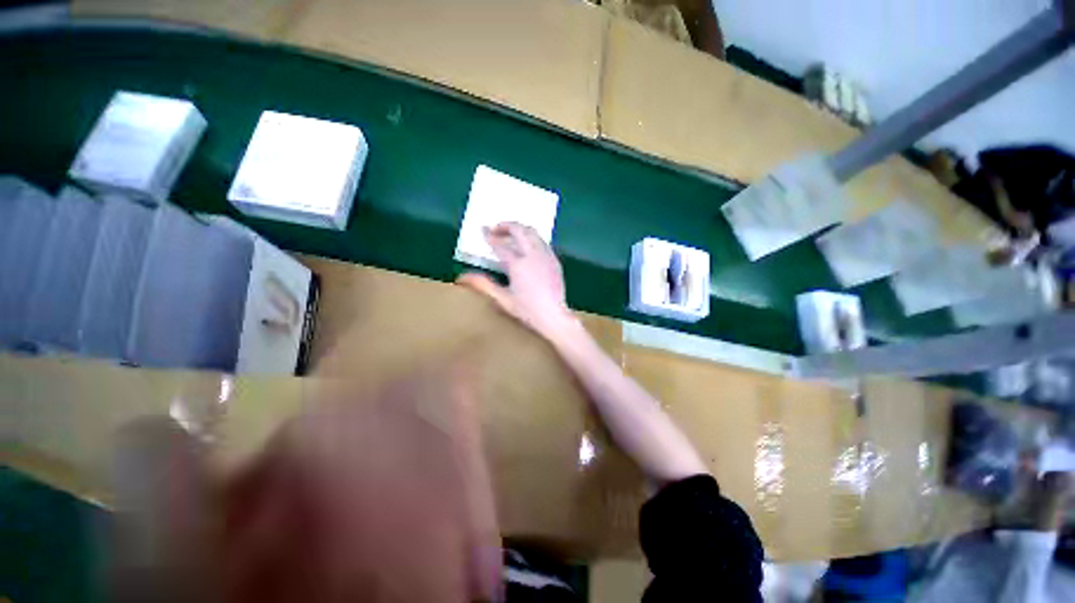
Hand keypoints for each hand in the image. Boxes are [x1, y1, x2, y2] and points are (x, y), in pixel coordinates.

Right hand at [457, 222, 576, 342]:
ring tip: (511, 234)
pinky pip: (542, 241)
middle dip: (506, 225)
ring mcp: (546, 256)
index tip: (482, 229)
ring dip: (520, 229)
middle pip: (519, 230)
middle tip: (496, 228)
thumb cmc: (527, 310)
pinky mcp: (554, 260)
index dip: (490, 236)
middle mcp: (533, 255)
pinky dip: (531, 237)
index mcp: (518, 265)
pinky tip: (527, 246)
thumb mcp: (503, 299)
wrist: (554, 316)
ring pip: (533, 233)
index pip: (500, 245)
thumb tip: (462, 276)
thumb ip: (483, 285)